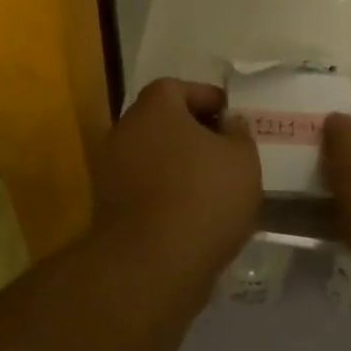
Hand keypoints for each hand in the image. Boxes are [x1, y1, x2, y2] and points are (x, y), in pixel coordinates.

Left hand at [91, 78, 260, 280]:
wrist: (153, 262)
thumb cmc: (205, 197)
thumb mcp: (243, 159)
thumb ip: (238, 132)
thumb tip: (228, 122)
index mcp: (155, 108)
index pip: (178, 88)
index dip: (207, 98)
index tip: (231, 117)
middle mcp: (124, 131)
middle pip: (161, 122)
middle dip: (192, 133)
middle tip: (224, 151)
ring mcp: (110, 171)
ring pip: (151, 156)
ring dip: (178, 165)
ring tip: (213, 185)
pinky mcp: (108, 207)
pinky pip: (144, 188)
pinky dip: (165, 192)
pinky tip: (192, 212)